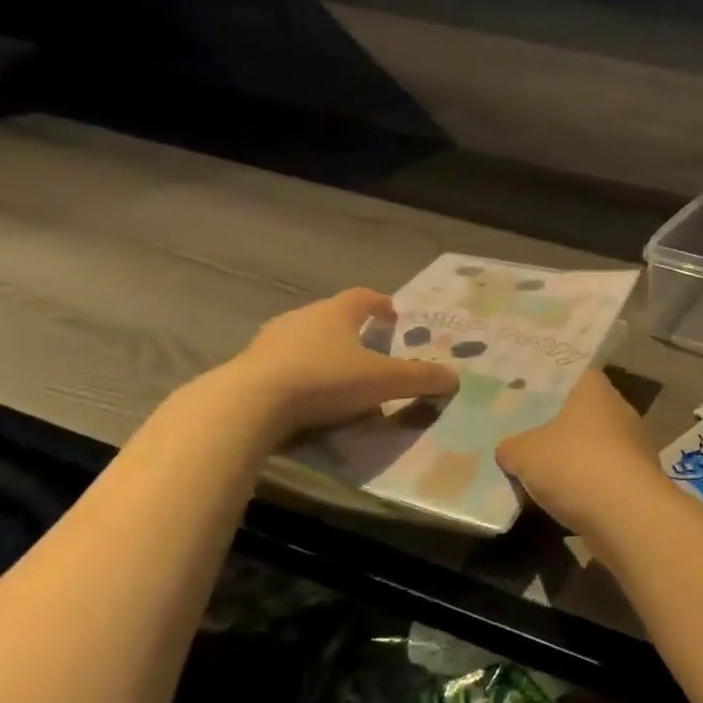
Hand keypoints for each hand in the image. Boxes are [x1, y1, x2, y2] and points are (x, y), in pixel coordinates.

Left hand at [211, 289, 456, 441]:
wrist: (248, 404)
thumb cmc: (324, 379)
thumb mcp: (383, 381)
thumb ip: (420, 378)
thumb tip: (454, 377)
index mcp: (336, 312)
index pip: (363, 297)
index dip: (381, 305)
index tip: (394, 316)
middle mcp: (302, 318)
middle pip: (332, 317)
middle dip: (352, 331)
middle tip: (370, 349)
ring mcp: (269, 342)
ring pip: (305, 340)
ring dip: (323, 353)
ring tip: (340, 377)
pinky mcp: (248, 368)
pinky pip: (282, 365)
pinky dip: (299, 375)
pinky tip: (308, 398)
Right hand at [497, 370, 670, 536]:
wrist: (627, 516)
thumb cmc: (574, 465)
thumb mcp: (523, 454)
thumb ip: (511, 447)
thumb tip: (509, 449)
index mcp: (595, 390)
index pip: (574, 374)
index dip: (550, 384)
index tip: (527, 394)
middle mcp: (620, 410)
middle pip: (583, 412)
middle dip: (558, 425)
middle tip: (525, 434)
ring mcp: (634, 446)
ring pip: (595, 446)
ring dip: (573, 458)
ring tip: (540, 471)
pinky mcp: (638, 480)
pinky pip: (604, 475)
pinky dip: (587, 485)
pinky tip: (563, 499)